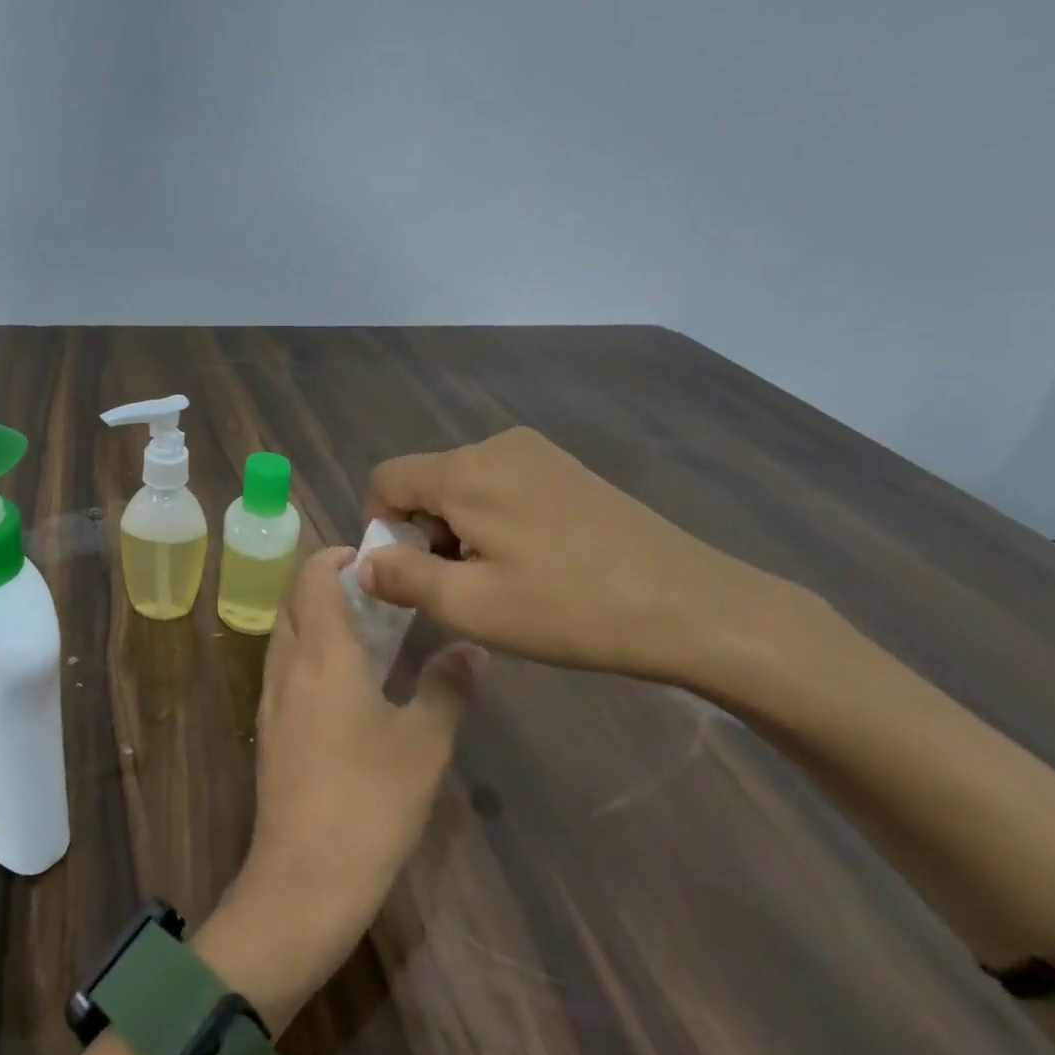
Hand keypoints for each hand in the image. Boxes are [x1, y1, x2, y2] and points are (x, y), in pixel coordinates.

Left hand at [195, 548, 484, 1034]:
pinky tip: (344, 681)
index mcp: (322, 653)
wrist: (303, 879)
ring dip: (316, 616)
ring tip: (366, 628)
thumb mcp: (424, 744)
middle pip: (295, 599)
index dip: (337, 556)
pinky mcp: (267, 729)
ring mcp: (270, 698)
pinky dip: (308, 650)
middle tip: (378, 591)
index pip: (313, 575)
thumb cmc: (369, 803)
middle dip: (328, 582)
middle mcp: (287, 664)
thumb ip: (447, 688)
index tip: (375, 558)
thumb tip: (473, 648)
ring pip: (286, 632)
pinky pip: (284, 666)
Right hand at [361, 426, 791, 686]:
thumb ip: (403, 578)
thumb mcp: (471, 605)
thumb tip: (363, 565)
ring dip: (460, 530)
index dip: (381, 527)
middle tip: (461, 588)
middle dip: (424, 533)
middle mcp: (495, 446)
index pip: (386, 480)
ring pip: (464, 486)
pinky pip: (501, 486)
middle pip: (426, 482)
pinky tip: (532, 563)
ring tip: (500, 581)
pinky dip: (494, 520)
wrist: (691, 605)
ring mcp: (537, 453)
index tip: (409, 576)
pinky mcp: (566, 468)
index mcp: (464, 471)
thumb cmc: (569, 608)